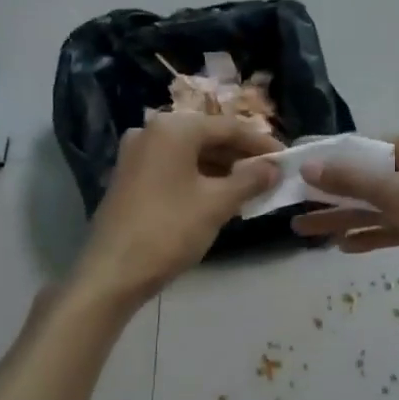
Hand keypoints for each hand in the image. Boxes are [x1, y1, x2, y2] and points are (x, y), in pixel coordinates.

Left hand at [70, 113, 281, 309]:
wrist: (112, 272)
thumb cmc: (169, 230)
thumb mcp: (217, 204)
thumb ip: (250, 180)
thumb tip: (274, 168)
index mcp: (173, 129)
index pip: (228, 127)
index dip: (260, 143)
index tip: (286, 159)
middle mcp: (152, 131)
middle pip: (207, 137)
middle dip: (240, 156)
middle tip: (270, 175)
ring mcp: (136, 154)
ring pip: (190, 153)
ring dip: (221, 168)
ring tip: (250, 188)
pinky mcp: (129, 176)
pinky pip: (173, 167)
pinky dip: (198, 177)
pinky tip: (218, 196)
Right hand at [290, 133, 398, 307]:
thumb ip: (352, 180)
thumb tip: (309, 165)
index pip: (360, 148)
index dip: (325, 159)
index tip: (292, 170)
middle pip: (364, 178)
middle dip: (329, 194)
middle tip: (291, 207)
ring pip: (375, 206)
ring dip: (343, 218)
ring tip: (304, 232)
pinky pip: (392, 227)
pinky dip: (370, 235)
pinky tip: (344, 246)